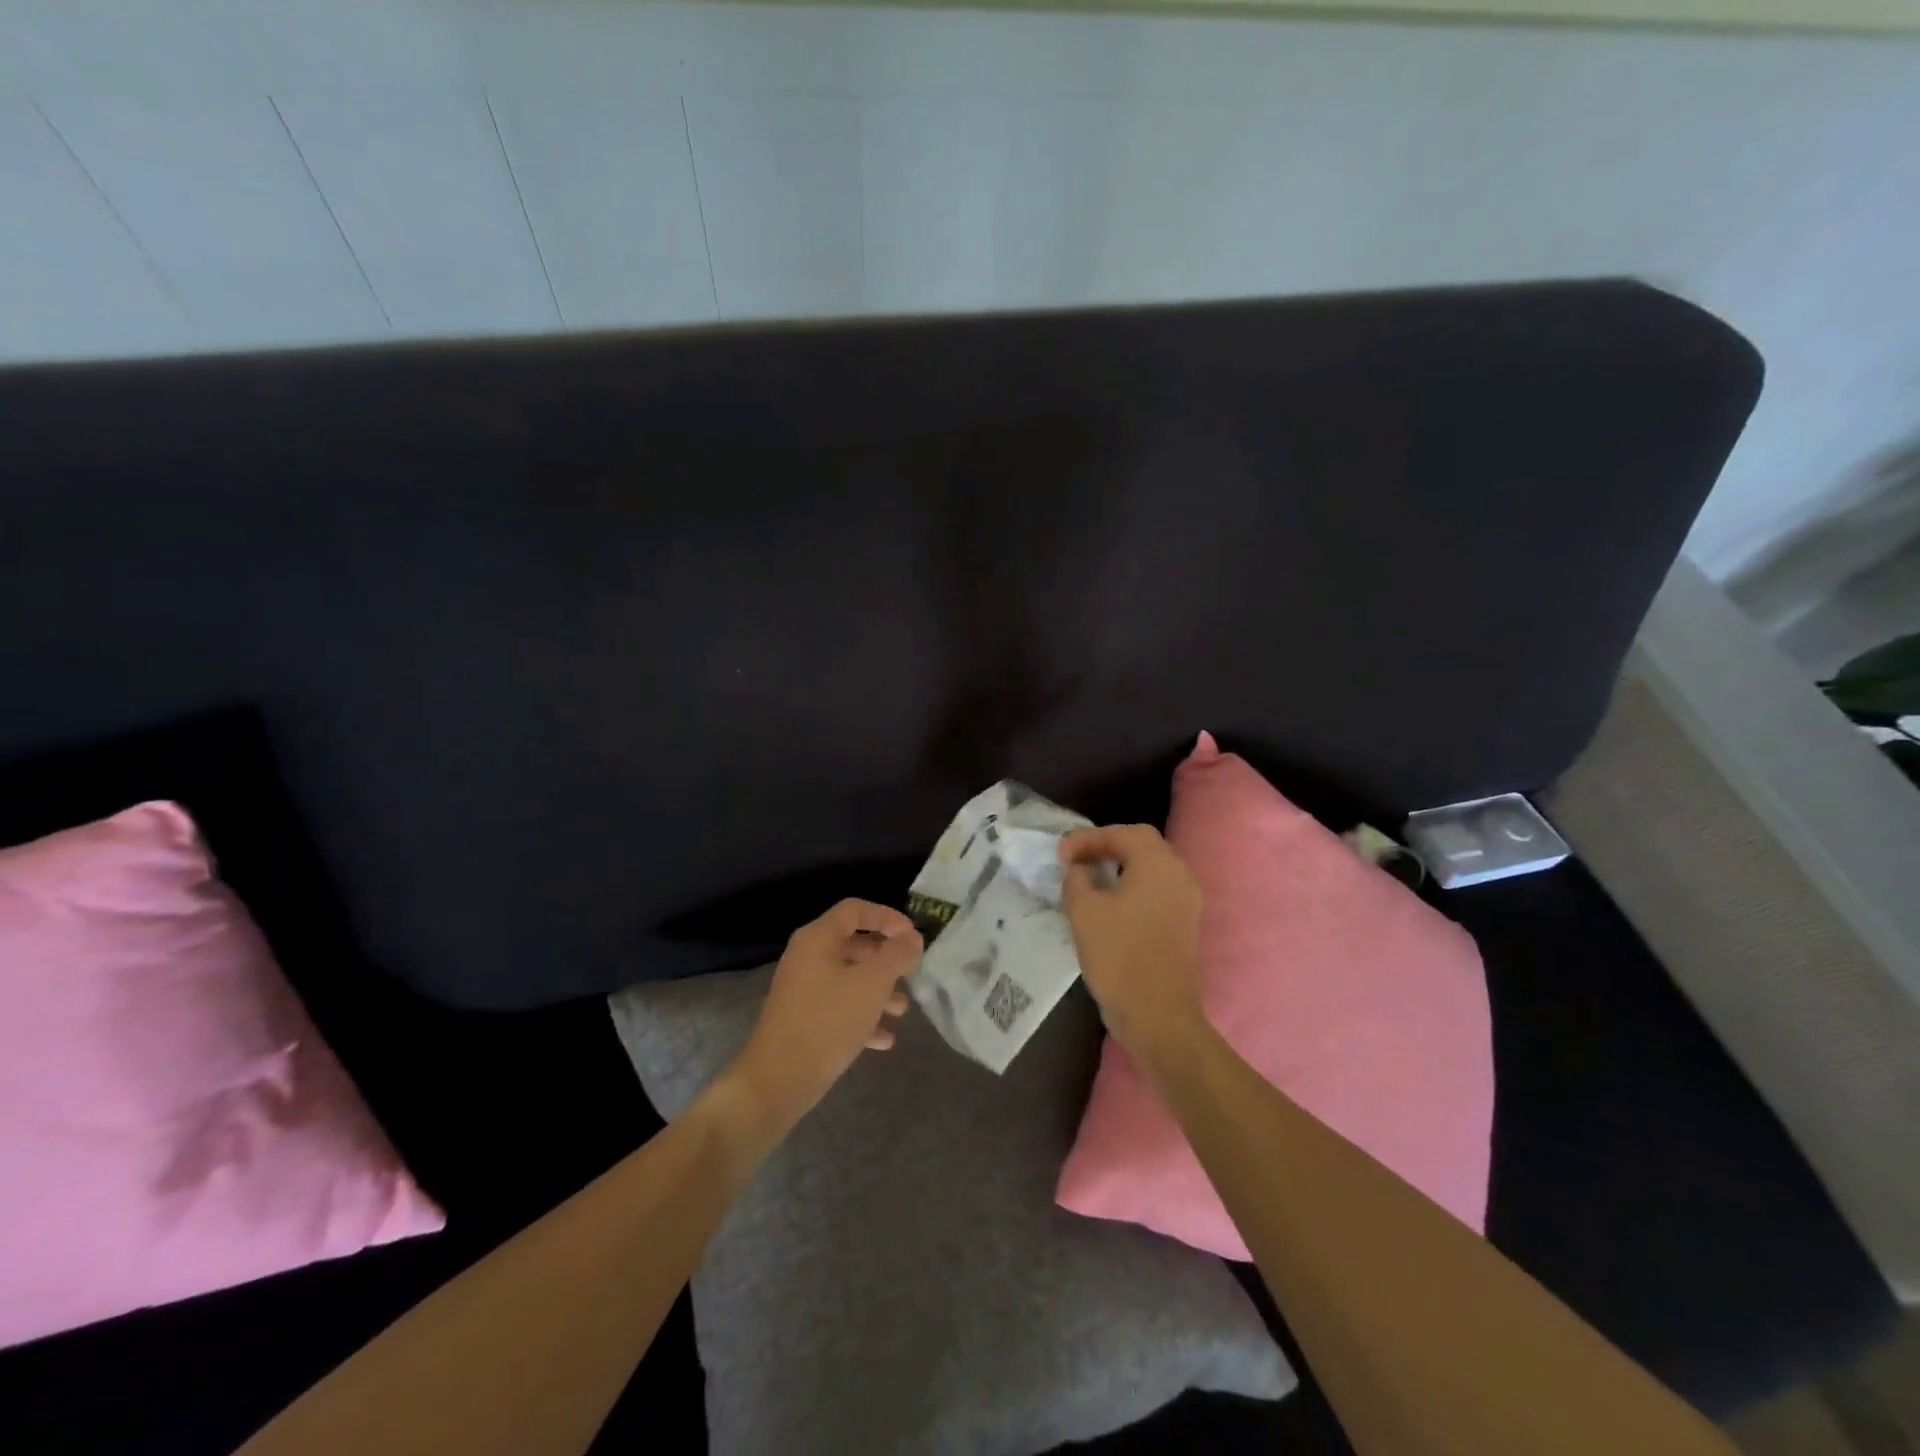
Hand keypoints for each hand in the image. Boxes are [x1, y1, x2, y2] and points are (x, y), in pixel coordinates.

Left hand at [727, 899, 922, 1129]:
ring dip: (878, 990)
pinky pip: (839, 1008)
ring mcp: (803, 990)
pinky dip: (862, 1017)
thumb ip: (896, 955)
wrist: (778, 1081)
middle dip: (885, 957)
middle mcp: (807, 958)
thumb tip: (913, 937)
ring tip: (902, 1009)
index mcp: (817, 939)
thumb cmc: (828, 1021)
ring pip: (848, 978)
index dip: (887, 916)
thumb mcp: (872, 984)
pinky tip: (885, 1039)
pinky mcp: (803, 1020)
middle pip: (853, 943)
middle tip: (909, 971)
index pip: (855, 909)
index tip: (912, 935)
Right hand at [1058, 824, 1205, 1062]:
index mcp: (1158, 864)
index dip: (1088, 838)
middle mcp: (1179, 875)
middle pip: (1142, 845)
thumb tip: (1079, 869)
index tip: (1060, 854)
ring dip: (1120, 865)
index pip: (1123, 833)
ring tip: (1089, 876)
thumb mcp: (1084, 911)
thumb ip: (1077, 879)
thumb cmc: (1119, 956)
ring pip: (1151, 868)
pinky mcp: (1184, 924)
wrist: (1158, 1015)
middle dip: (1106, 845)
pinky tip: (1109, 901)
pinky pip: (1157, 890)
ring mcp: (1186, 901)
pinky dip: (1132, 885)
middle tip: (1076, 858)